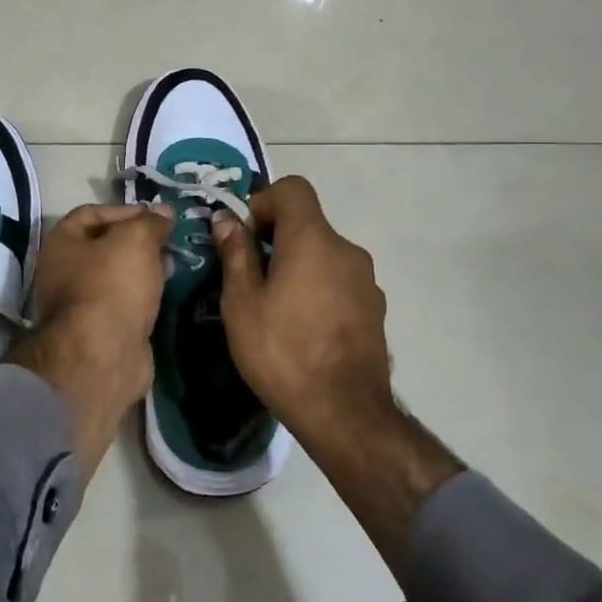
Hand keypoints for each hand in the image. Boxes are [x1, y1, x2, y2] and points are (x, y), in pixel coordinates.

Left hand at [8, 203, 174, 470]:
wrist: (103, 356)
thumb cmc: (112, 286)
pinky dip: (146, 295)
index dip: (126, 210)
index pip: (93, 213)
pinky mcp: (103, 330)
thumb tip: (164, 212)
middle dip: (139, 241)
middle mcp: (65, 270)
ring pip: (118, 276)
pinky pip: (127, 303)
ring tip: (176, 263)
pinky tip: (168, 291)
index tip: (159, 216)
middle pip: (106, 245)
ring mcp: (83, 303)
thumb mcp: (135, 240)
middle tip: (172, 241)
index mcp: (62, 242)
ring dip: (145, 268)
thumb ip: (150, 223)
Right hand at [215, 176, 463, 581]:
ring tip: (275, 308)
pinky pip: (339, 281)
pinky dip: (318, 288)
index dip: (263, 202)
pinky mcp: (375, 309)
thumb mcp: (241, 302)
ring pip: (323, 254)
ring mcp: (366, 281)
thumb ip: (235, 253)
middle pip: (307, 223)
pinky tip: (303, 329)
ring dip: (298, 265)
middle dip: (275, 239)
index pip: (292, 189)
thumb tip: (226, 220)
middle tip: (249, 278)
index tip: (244, 237)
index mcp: (313, 240)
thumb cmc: (281, 351)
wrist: (344, 413)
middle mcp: (347, 250)